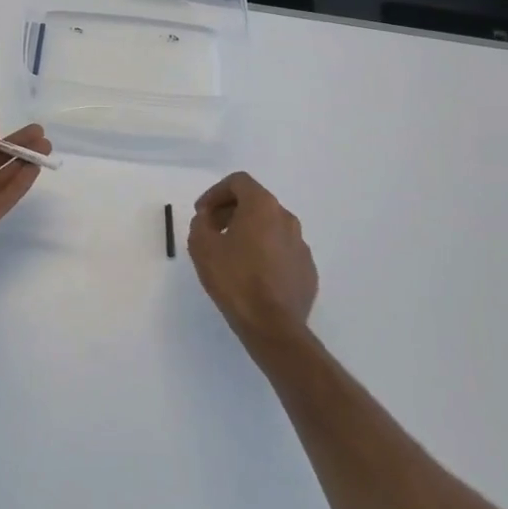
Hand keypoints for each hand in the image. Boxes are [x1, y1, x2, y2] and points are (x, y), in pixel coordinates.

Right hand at [187, 172, 318, 347]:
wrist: (273, 326)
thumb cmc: (235, 280)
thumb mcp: (202, 247)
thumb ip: (201, 223)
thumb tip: (207, 219)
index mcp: (263, 207)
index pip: (239, 182)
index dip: (215, 192)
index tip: (202, 213)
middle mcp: (286, 218)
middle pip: (256, 202)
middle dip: (230, 211)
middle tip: (212, 231)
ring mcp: (301, 244)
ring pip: (270, 227)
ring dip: (248, 232)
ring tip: (230, 254)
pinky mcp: (307, 269)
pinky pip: (281, 250)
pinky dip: (264, 253)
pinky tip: (251, 275)